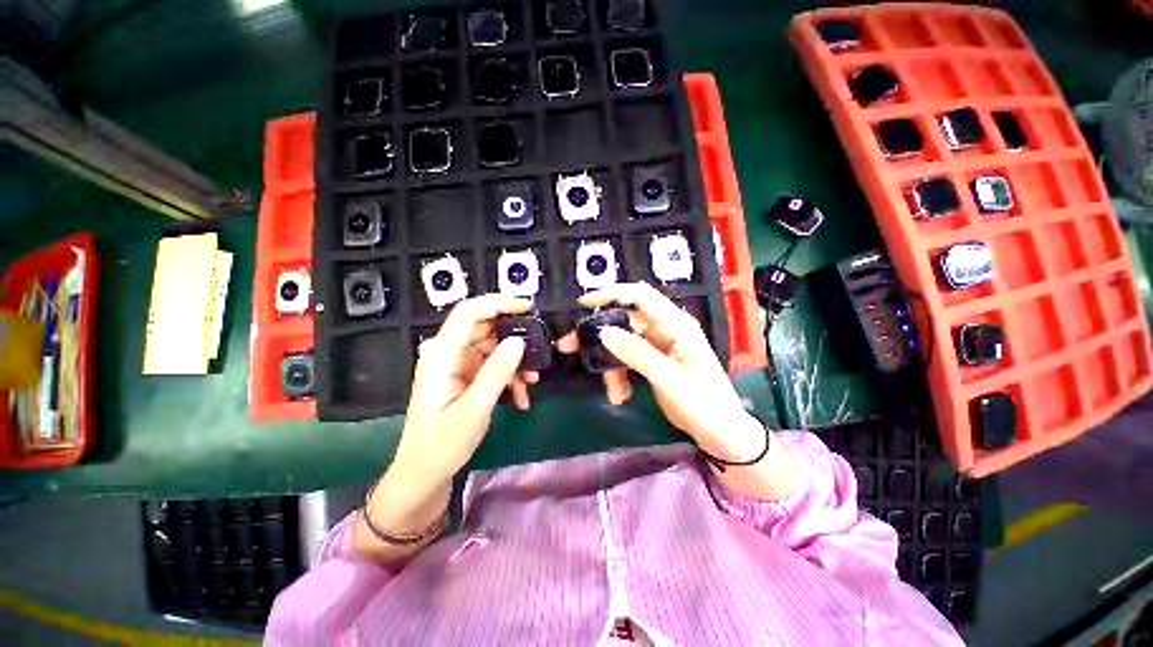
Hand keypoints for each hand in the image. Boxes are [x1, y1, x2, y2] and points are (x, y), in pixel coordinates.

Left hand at [394, 294, 536, 482]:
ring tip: (533, 381)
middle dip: (513, 337)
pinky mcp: (466, 376)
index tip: (528, 308)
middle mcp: (448, 353)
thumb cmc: (443, 444)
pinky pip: (493, 365)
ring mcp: (457, 364)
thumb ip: (496, 372)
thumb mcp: (474, 409)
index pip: (469, 313)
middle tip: (539, 349)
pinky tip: (522, 397)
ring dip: (515, 361)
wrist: (425, 474)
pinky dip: (509, 376)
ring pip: (493, 347)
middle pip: (484, 328)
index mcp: (442, 355)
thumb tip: (519, 341)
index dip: (498, 303)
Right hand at [558, 283, 763, 459]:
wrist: (720, 432)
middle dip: (598, 335)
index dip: (612, 294)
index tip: (583, 303)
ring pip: (621, 343)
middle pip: (624, 321)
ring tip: (612, 392)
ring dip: (609, 364)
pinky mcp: (651, 360)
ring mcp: (657, 345)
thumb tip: (603, 332)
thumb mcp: (670, 379)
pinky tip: (619, 394)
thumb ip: (637, 354)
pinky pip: (625, 359)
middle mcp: (665, 329)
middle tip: (570, 346)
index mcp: (676, 324)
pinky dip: (618, 375)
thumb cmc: (704, 403)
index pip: (641, 296)